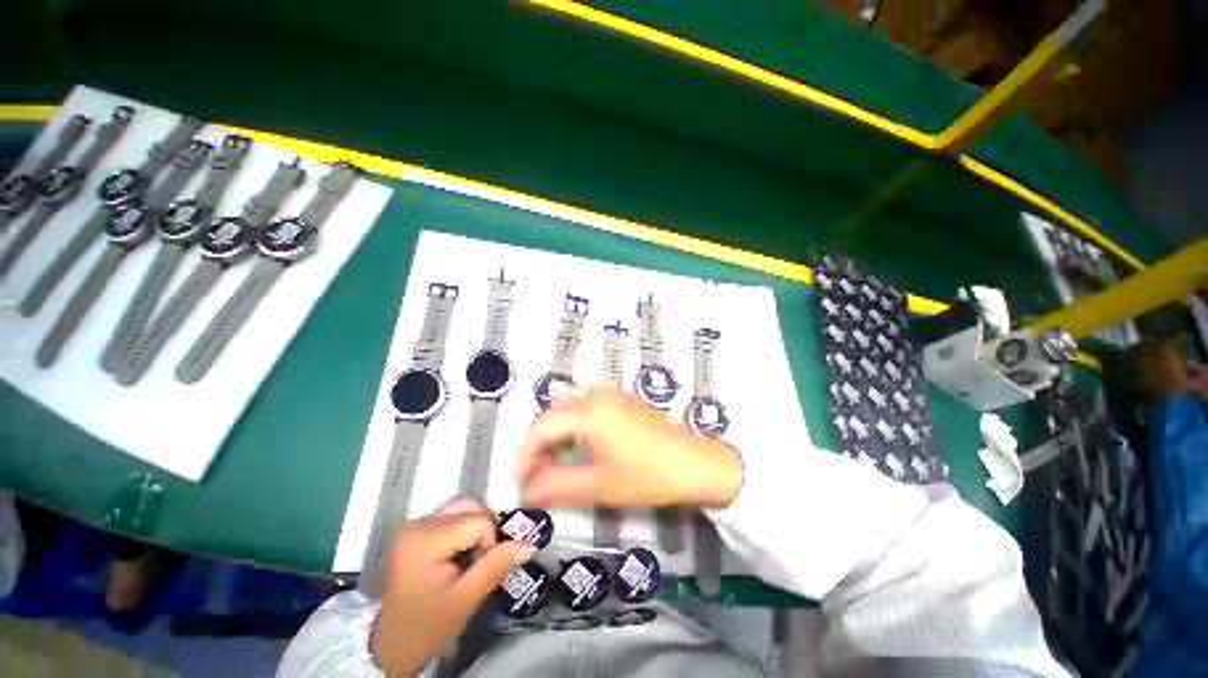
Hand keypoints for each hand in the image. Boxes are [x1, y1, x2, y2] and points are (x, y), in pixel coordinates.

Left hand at [370, 498, 535, 675]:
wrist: (393, 646)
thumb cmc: (429, 626)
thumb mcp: (466, 599)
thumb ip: (497, 566)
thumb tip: (530, 544)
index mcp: (425, 540)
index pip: (477, 520)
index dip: (490, 540)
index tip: (483, 567)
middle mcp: (417, 524)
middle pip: (469, 507)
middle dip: (485, 528)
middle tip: (482, 559)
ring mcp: (414, 525)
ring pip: (462, 507)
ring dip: (476, 525)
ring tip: (473, 555)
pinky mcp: (415, 530)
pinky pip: (451, 514)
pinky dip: (464, 526)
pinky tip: (461, 551)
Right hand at [515, 386, 742, 508]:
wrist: (696, 464)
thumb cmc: (649, 477)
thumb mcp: (600, 486)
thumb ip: (556, 486)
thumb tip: (526, 490)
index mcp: (588, 411)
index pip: (540, 429)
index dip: (525, 456)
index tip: (523, 484)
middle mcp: (595, 394)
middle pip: (552, 415)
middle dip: (539, 445)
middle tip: (538, 477)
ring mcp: (610, 392)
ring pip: (567, 406)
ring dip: (556, 432)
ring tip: (555, 460)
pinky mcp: (621, 397)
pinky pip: (585, 401)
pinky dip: (573, 420)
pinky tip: (579, 440)